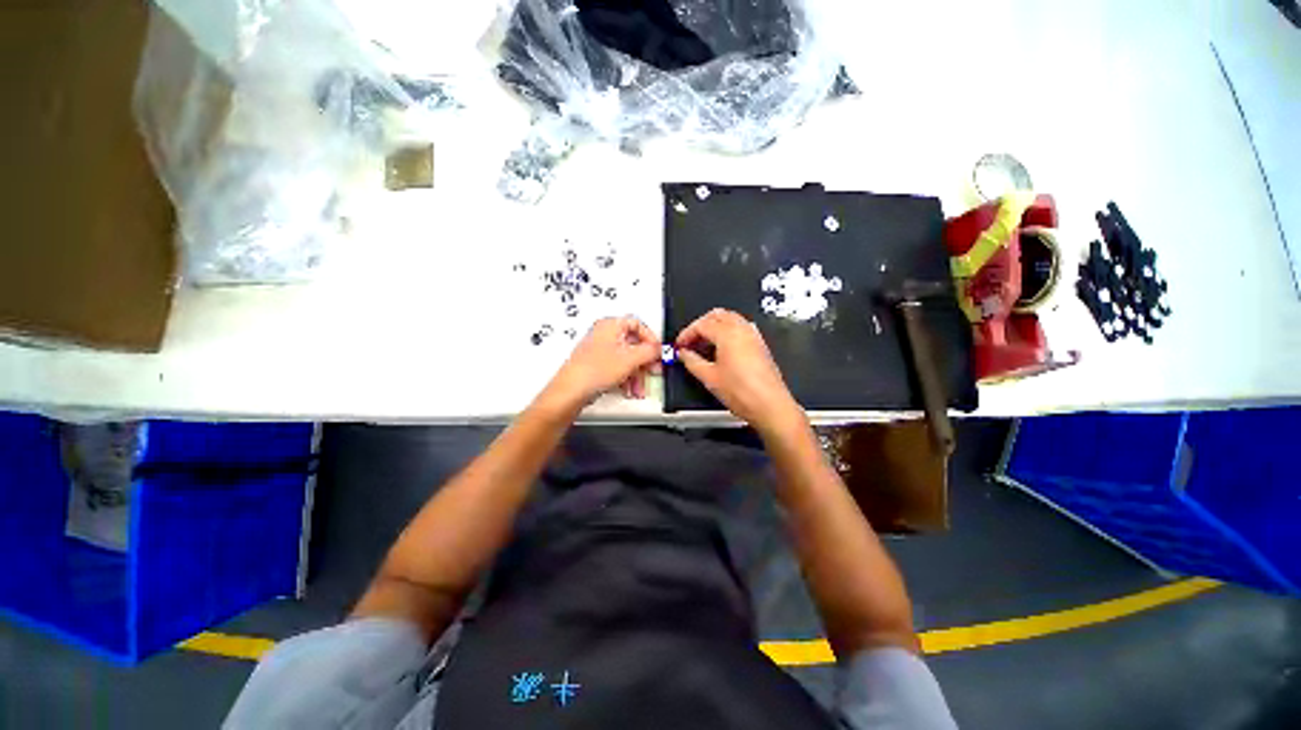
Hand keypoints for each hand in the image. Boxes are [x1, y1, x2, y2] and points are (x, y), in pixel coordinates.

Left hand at [544, 316, 660, 407]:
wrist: (571, 391)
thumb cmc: (592, 370)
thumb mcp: (631, 359)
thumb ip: (650, 351)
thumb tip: (660, 349)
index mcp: (611, 325)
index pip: (638, 324)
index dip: (651, 339)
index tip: (658, 352)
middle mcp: (604, 335)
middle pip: (634, 344)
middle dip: (645, 362)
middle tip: (652, 370)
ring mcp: (600, 350)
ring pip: (627, 359)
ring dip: (637, 375)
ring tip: (639, 388)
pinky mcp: (597, 365)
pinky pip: (618, 368)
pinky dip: (627, 378)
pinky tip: (629, 390)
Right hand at [675, 309, 804, 434]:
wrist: (769, 405)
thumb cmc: (743, 392)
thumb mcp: (709, 377)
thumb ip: (692, 361)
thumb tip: (684, 354)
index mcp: (728, 334)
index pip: (702, 324)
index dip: (687, 333)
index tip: (680, 344)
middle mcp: (742, 330)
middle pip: (717, 315)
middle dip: (700, 325)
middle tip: (690, 341)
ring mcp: (753, 336)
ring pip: (730, 318)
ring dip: (714, 326)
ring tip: (704, 345)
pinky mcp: (760, 344)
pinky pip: (741, 328)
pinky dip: (728, 332)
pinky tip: (721, 349)